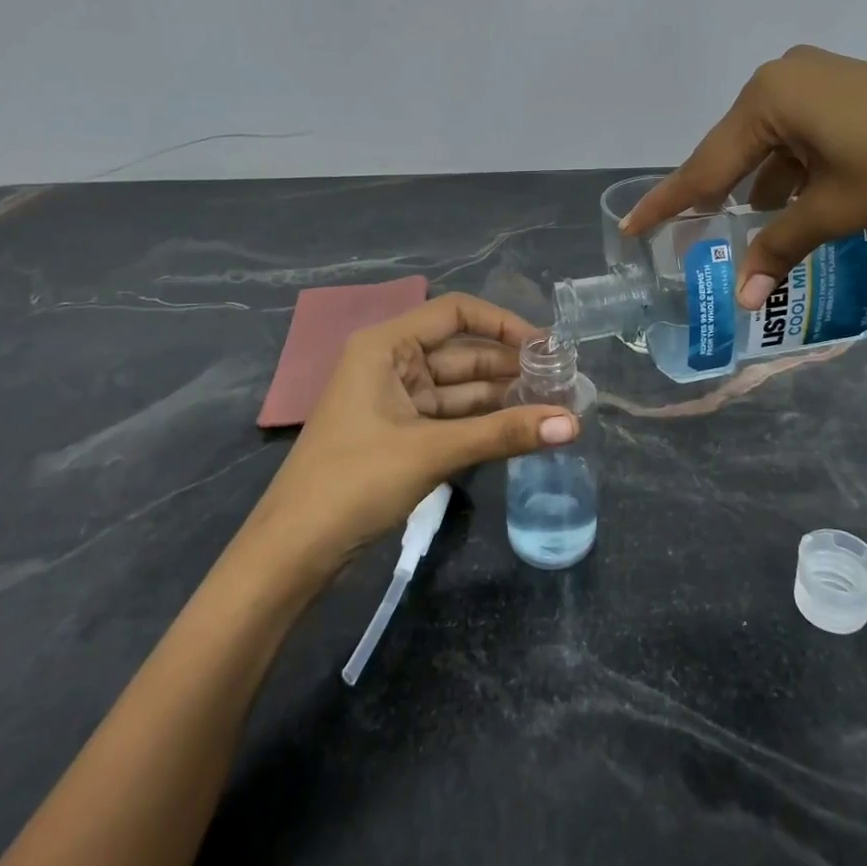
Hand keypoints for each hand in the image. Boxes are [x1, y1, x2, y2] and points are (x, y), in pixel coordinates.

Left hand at [242, 294, 579, 580]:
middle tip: (563, 382)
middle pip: (462, 351)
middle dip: (510, 366)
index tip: (548, 346)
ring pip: (460, 388)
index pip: (455, 312)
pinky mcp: (400, 434)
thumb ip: (503, 433)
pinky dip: (483, 422)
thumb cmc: (354, 482)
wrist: (292, 553)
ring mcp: (395, 400)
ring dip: (502, 397)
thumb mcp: (432, 451)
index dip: (503, 323)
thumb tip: (574, 424)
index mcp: (387, 346)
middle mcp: (392, 363)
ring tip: (554, 405)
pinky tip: (521, 429)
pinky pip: (451, 417)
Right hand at [623, 44, 866, 308]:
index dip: (667, 202)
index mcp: (768, 98)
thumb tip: (744, 300)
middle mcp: (783, 77)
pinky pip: (797, 133)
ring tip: (743, 227)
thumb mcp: (834, 211)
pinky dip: (789, 168)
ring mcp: (817, 77)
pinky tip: (793, 200)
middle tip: (688, 232)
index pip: (705, 164)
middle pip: (733, 149)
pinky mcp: (846, 87)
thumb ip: (779, 248)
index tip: (630, 227)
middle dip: (715, 194)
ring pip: (767, 142)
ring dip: (757, 184)